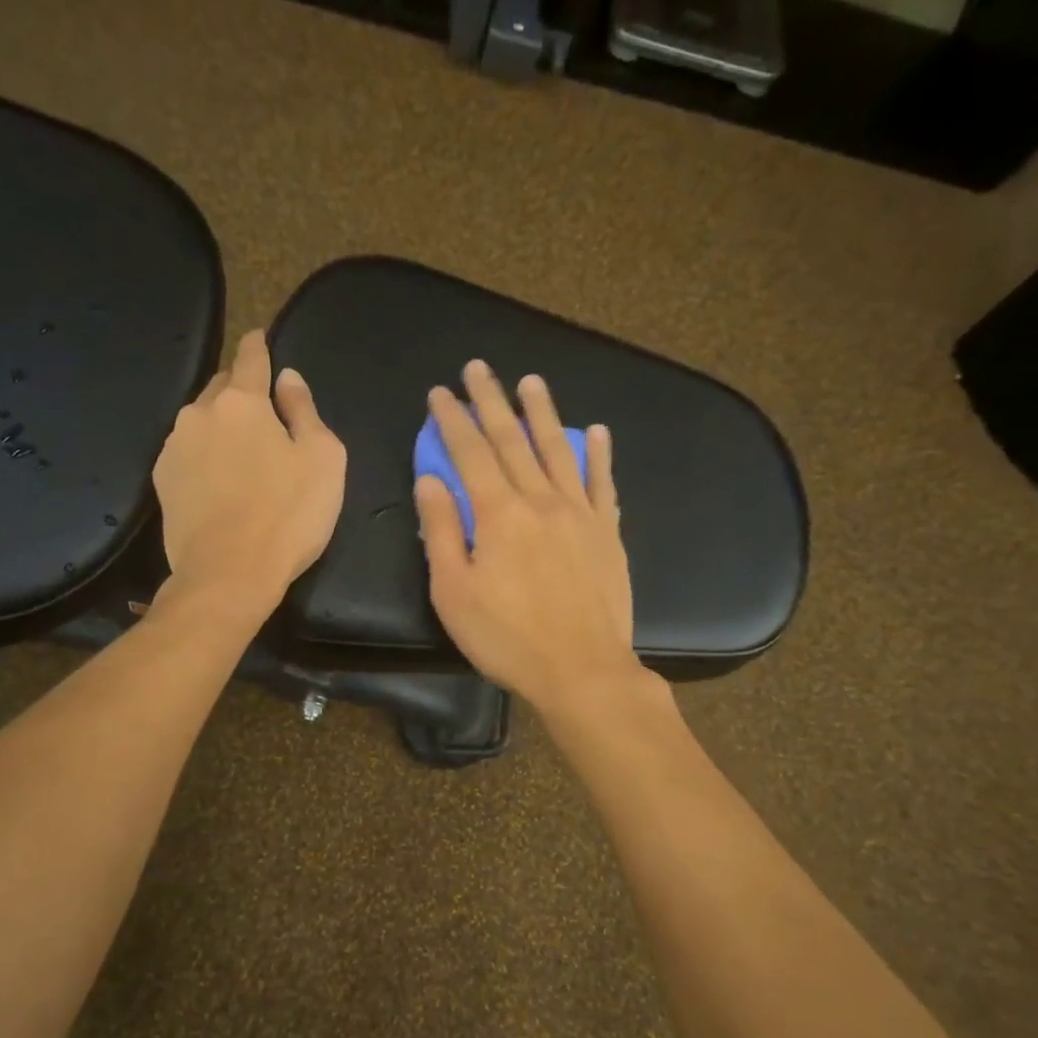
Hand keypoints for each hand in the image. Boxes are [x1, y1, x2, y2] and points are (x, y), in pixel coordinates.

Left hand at [153, 330, 346, 618]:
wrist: (228, 574)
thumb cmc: (288, 515)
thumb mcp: (323, 459)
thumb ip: (305, 411)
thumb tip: (288, 378)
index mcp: (243, 401)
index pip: (251, 357)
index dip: (259, 345)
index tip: (261, 338)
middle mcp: (200, 413)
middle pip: (222, 385)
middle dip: (241, 389)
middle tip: (263, 410)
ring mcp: (175, 447)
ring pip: (201, 420)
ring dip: (221, 424)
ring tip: (241, 451)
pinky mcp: (162, 480)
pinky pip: (187, 451)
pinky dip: (204, 454)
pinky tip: (219, 479)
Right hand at [415, 361, 643, 716]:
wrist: (582, 670)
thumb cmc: (507, 638)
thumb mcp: (454, 592)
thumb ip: (441, 531)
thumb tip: (430, 479)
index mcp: (499, 514)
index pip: (470, 452)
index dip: (452, 419)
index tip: (440, 392)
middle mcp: (541, 500)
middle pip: (512, 440)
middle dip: (492, 401)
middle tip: (480, 368)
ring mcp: (580, 513)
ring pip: (558, 450)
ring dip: (543, 413)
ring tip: (532, 382)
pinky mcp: (607, 533)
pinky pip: (602, 483)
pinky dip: (598, 454)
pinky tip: (596, 431)